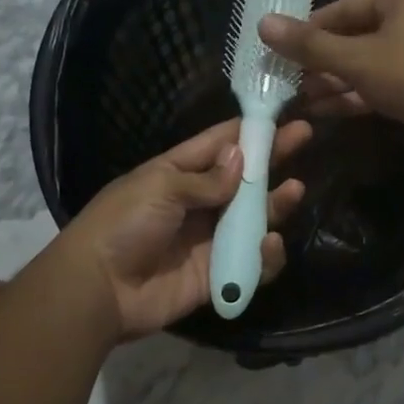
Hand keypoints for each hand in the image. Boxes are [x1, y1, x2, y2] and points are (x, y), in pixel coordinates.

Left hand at [58, 116, 311, 338]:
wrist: (99, 289)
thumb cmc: (123, 224)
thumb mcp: (160, 187)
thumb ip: (205, 179)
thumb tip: (240, 159)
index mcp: (176, 174)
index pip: (217, 145)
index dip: (248, 130)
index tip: (279, 114)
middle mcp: (197, 204)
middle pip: (242, 179)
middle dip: (272, 159)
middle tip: (304, 137)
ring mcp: (208, 240)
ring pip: (252, 218)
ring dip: (275, 204)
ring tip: (294, 191)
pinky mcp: (217, 275)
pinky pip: (250, 262)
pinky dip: (265, 255)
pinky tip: (270, 243)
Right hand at [258, 0, 403, 153]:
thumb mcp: (356, 59)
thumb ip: (309, 45)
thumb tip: (262, 23)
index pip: (343, 8)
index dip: (309, 31)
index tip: (280, 50)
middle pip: (355, 35)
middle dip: (321, 62)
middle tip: (288, 80)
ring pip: (368, 61)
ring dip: (335, 80)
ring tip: (301, 98)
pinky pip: (383, 80)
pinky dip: (357, 93)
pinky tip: (325, 110)